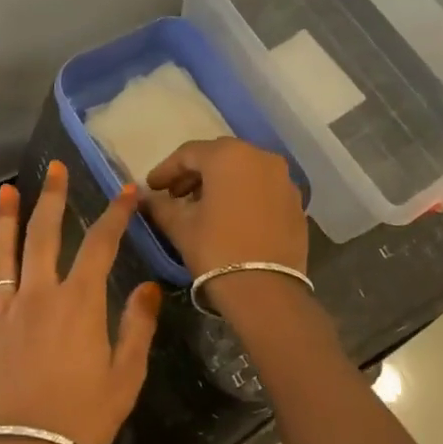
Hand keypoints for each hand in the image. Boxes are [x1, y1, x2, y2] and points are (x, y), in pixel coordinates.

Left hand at [0, 160, 161, 443]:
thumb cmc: (84, 417)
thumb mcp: (127, 375)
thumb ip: (138, 326)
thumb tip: (147, 286)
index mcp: (79, 303)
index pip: (100, 245)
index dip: (115, 214)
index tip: (126, 190)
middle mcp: (38, 297)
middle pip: (43, 236)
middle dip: (51, 198)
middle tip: (54, 169)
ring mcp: (1, 315)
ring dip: (3, 222)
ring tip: (6, 194)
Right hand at [142, 138, 309, 277]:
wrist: (266, 290)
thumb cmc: (216, 249)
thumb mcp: (181, 226)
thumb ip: (160, 205)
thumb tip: (146, 198)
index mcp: (229, 155)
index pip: (188, 153)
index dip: (166, 170)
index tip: (152, 187)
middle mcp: (260, 157)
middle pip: (219, 157)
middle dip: (194, 174)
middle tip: (174, 195)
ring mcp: (283, 179)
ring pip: (244, 171)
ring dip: (220, 184)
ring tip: (201, 207)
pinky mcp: (295, 202)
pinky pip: (262, 189)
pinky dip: (243, 195)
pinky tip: (230, 217)